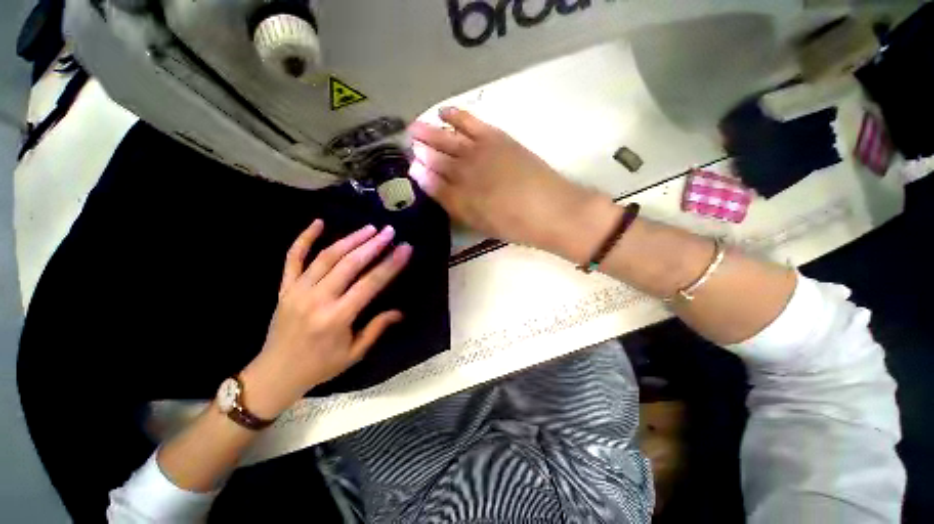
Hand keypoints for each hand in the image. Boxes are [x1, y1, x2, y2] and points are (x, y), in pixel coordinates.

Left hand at [241, 221, 411, 417]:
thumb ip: (377, 328)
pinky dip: (304, 238)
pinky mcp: (284, 287)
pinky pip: (293, 258)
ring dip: (350, 240)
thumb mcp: (354, 353)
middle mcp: (317, 299)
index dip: (390, 264)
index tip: (405, 249)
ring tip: (369, 228)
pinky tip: (318, 223)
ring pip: (326, 257)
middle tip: (389, 231)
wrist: (275, 373)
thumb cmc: (320, 366)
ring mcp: (297, 290)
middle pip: (349, 264)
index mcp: (337, 318)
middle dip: (373, 245)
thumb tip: (400, 312)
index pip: (370, 284)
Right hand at [408, 108, 606, 258]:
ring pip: (449, 139)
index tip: (411, 167)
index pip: (434, 181)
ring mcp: (480, 152)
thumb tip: (427, 183)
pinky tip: (444, 111)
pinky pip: (471, 122)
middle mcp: (465, 171)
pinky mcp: (497, 138)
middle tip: (408, 144)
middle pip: (438, 157)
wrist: (551, 210)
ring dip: (430, 133)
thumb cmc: (515, 224)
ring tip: (415, 128)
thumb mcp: (479, 222)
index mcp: (460, 197)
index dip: (421, 174)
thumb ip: (452, 203)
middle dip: (421, 151)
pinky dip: (456, 115)